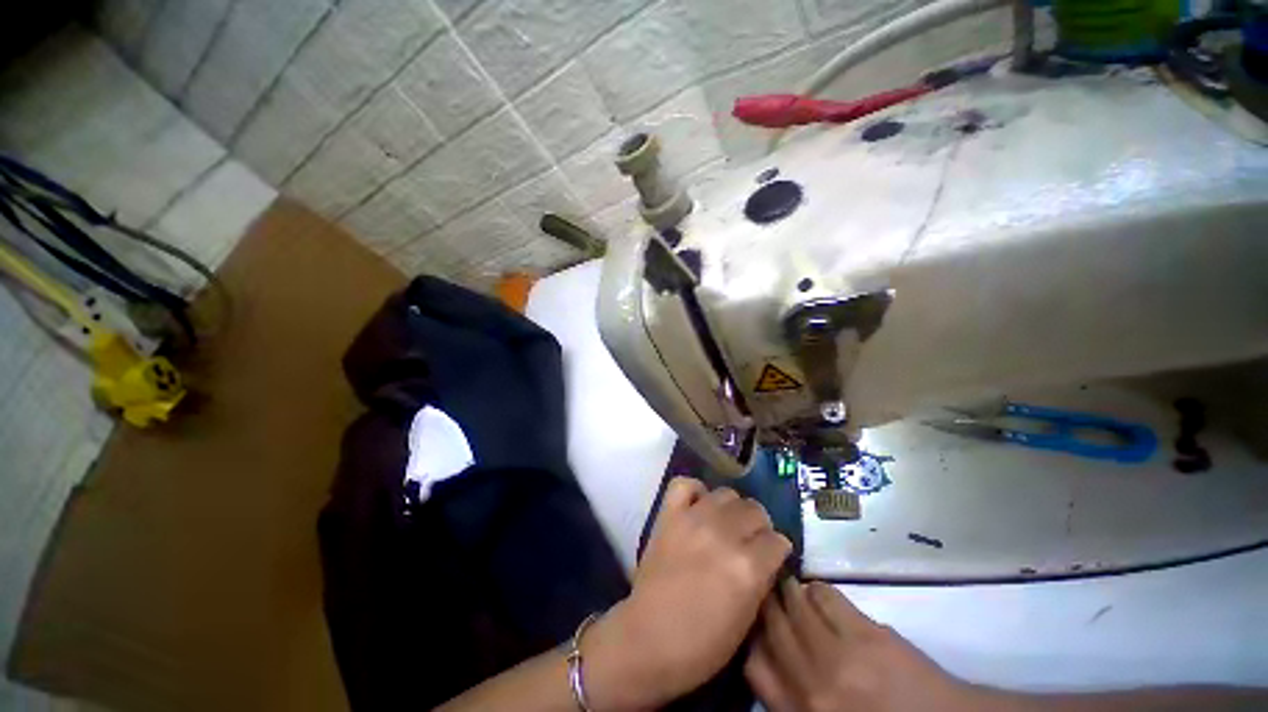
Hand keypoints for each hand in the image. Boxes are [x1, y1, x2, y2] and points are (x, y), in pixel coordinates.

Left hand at [584, 478, 791, 710]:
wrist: (649, 637)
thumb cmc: (703, 644)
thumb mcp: (748, 619)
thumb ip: (761, 578)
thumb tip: (768, 555)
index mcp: (747, 567)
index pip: (777, 540)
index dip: (777, 551)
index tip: (771, 558)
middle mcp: (723, 534)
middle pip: (754, 510)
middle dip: (758, 527)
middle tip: (748, 542)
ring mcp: (693, 519)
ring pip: (727, 493)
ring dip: (732, 509)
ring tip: (725, 524)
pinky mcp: (669, 513)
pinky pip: (686, 484)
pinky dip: (695, 492)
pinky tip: (698, 506)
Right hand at [746, 580, 983, 711]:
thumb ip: (790, 696)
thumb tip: (764, 655)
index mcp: (801, 711)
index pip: (753, 663)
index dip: (748, 636)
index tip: (750, 622)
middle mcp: (813, 681)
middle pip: (771, 624)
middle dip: (762, 602)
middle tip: (761, 590)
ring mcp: (839, 654)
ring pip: (794, 603)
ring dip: (786, 590)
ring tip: (785, 584)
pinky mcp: (866, 633)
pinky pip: (826, 596)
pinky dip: (815, 588)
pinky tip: (817, 592)